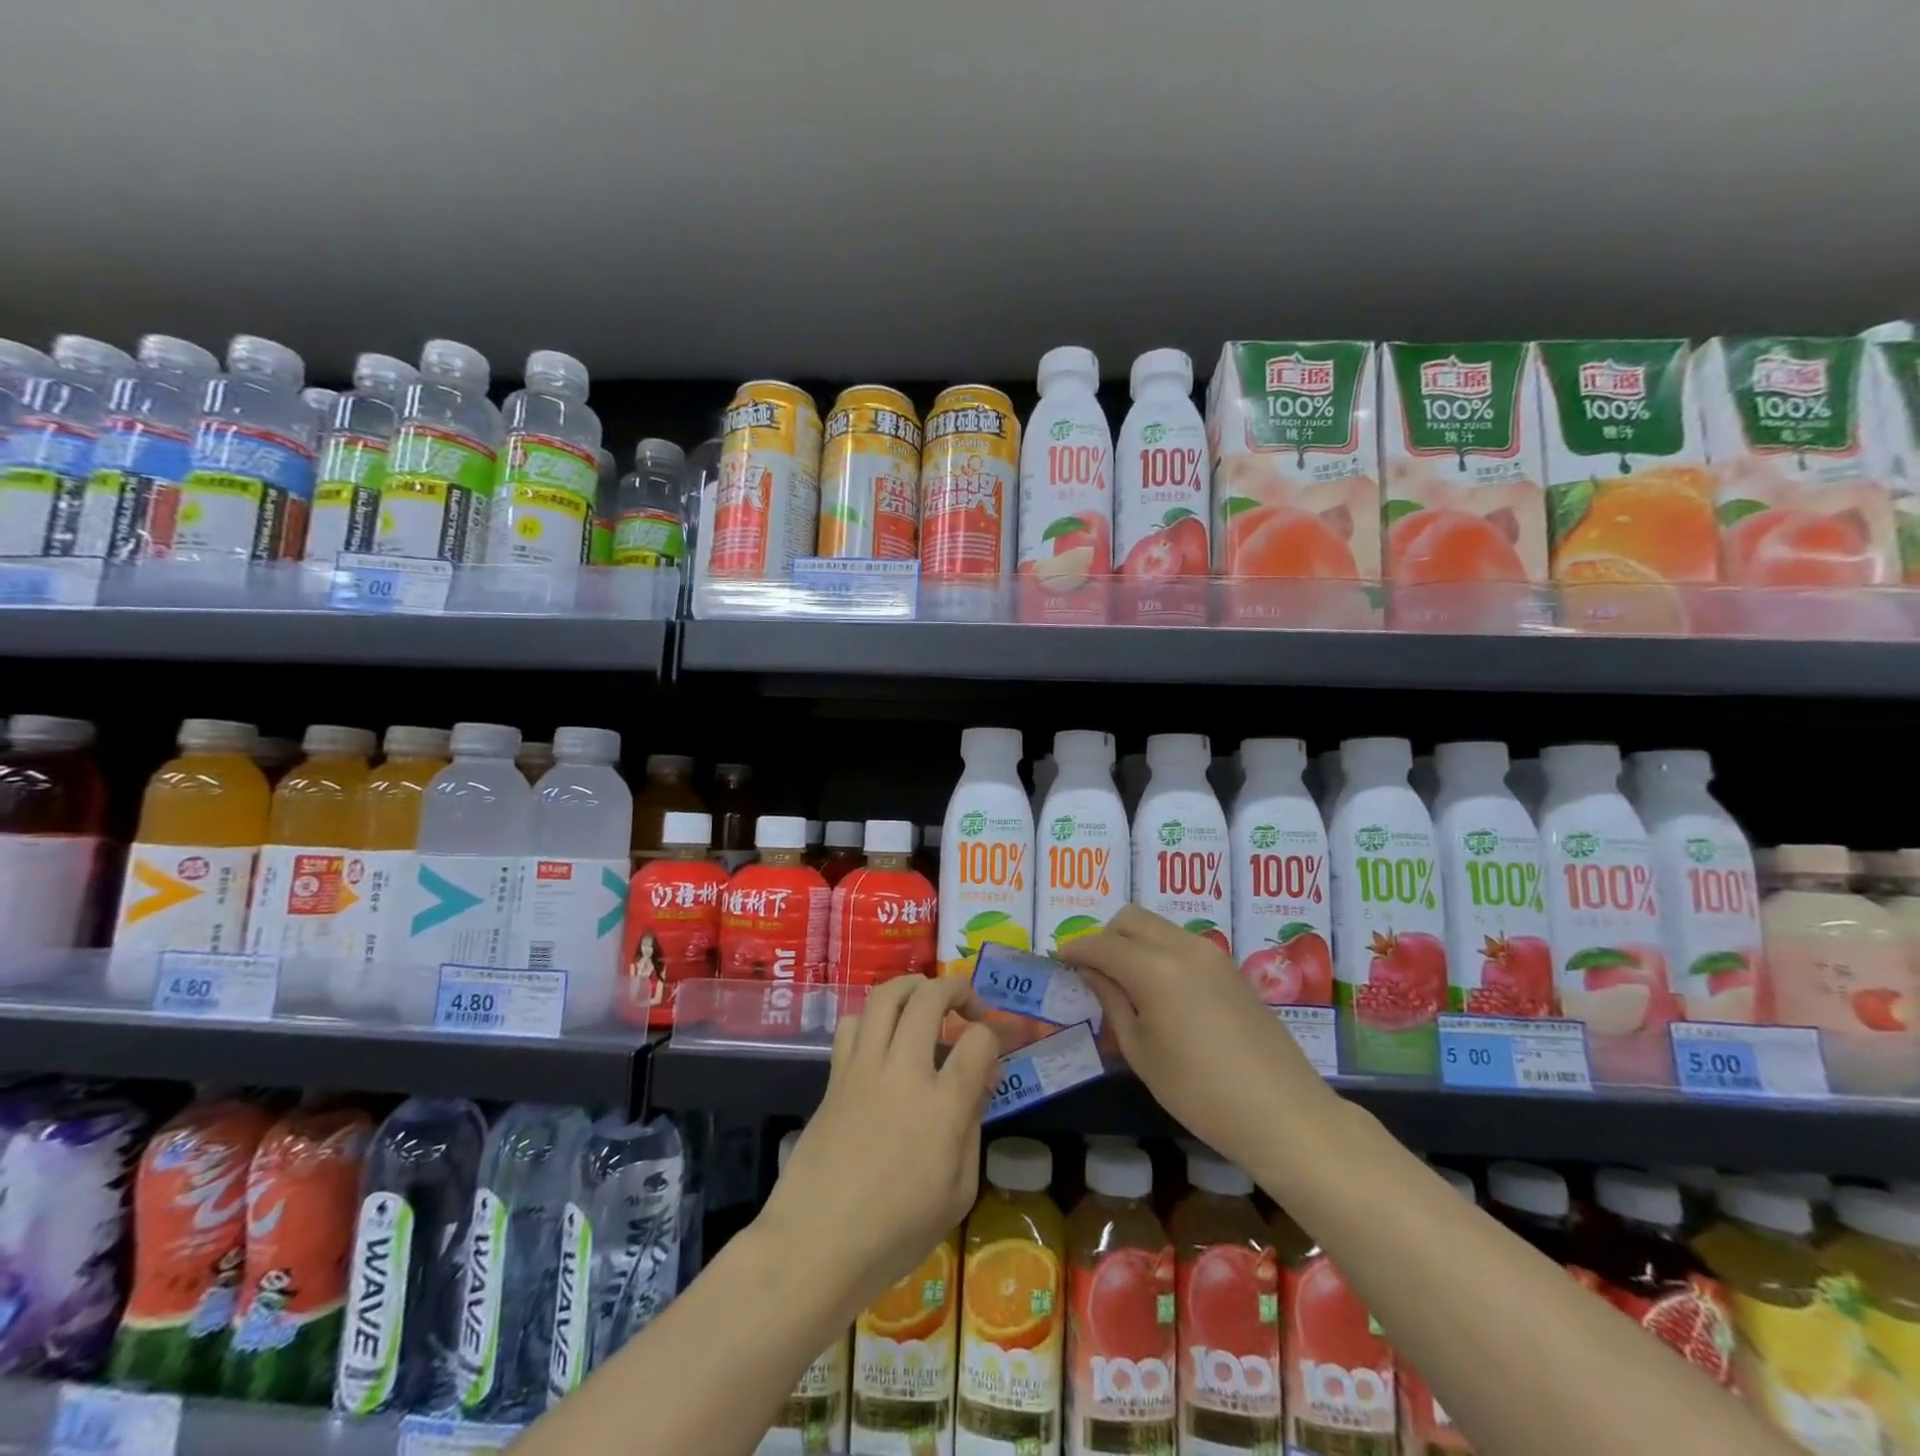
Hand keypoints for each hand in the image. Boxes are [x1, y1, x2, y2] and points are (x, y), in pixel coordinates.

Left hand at [756, 974, 1000, 1320]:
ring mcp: (864, 1068)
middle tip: (969, 1006)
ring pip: (886, 995)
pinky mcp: (835, 1075)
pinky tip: (884, 1036)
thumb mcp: (957, 1192)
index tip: (997, 1044)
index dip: (995, 1033)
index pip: (978, 1040)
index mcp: (942, 1107)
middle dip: (957, 989)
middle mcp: (904, 1072)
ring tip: (927, 1000)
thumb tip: (981, 1079)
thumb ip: (973, 1126)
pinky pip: (854, 1022)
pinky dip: (874, 1016)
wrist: (816, 1243)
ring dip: (913, 986)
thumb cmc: (895, 1232)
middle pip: (931, 998)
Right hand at [1059, 905, 1339, 1168]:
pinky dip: (1159, 951)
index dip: (1075, 948)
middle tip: (1093, 971)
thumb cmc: (1198, 1091)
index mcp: (1154, 968)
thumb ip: (1112, 1002)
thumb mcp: (1141, 1051)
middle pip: (1131, 918)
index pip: (1102, 944)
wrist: (1282, 1112)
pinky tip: (1161, 991)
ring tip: (1126, 982)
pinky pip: (1182, 942)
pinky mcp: (1230, 968)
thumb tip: (1091, 972)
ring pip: (1158, 926)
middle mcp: (1182, 947)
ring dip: (1133, 941)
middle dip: (1105, 936)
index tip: (1058, 959)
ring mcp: (1211, 954)